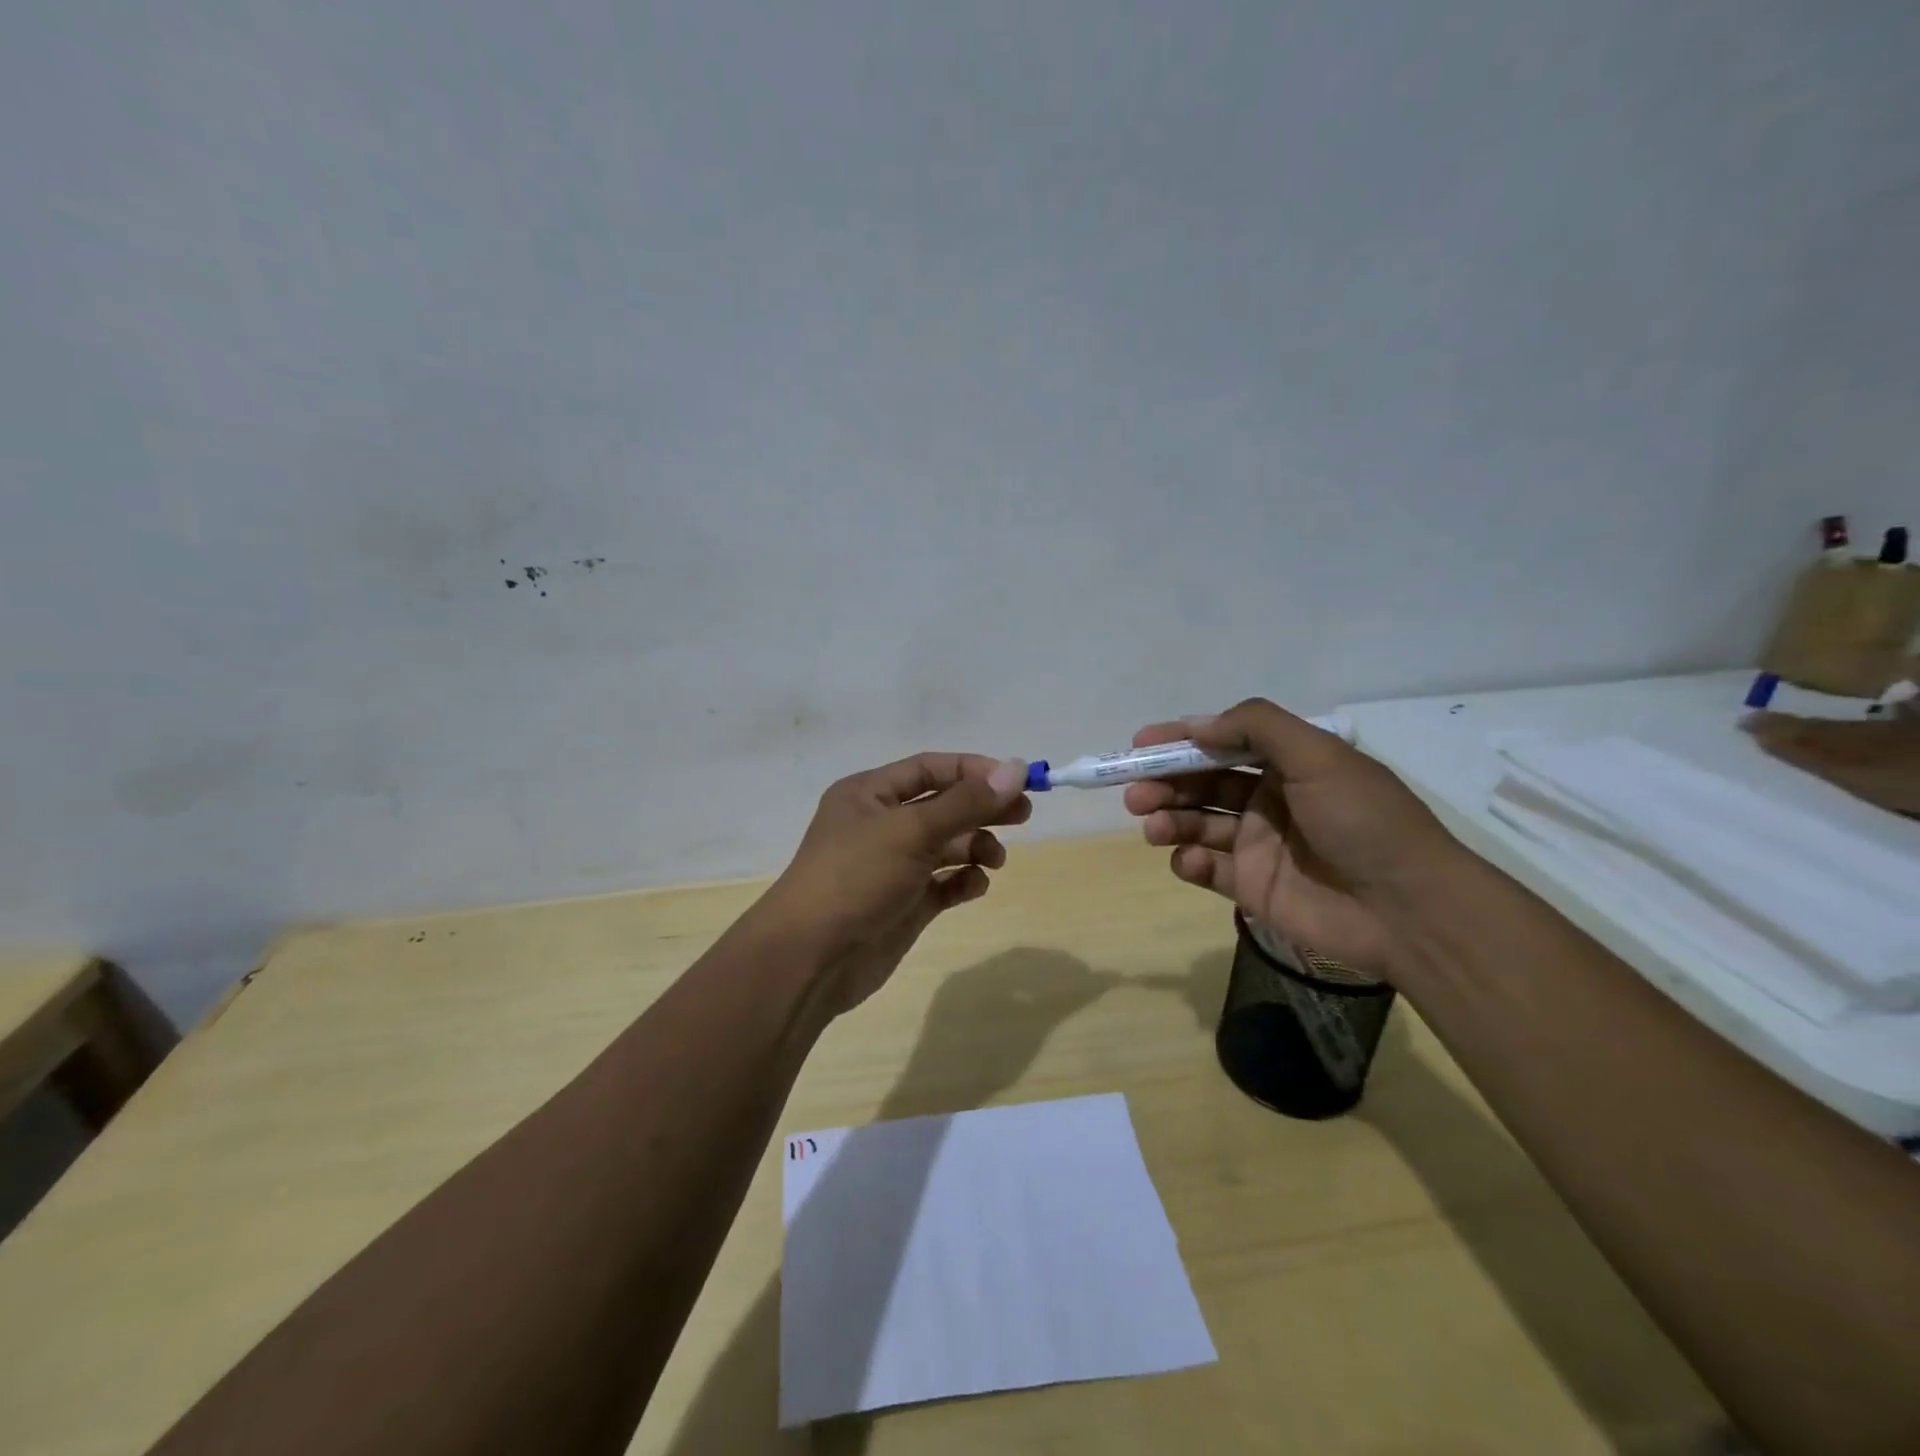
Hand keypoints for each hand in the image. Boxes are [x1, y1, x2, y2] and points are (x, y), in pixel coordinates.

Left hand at [756, 753, 1030, 1013]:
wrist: (811, 959)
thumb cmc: (856, 878)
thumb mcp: (911, 831)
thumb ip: (966, 802)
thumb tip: (1016, 770)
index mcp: (869, 794)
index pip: (930, 768)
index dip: (974, 771)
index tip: (1017, 781)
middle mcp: (880, 825)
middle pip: (943, 805)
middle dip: (982, 808)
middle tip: (1024, 816)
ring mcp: (892, 866)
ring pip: (946, 845)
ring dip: (975, 846)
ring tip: (994, 860)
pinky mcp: (903, 903)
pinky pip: (943, 883)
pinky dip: (963, 881)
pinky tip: (975, 886)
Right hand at [1122, 699, 1459, 977]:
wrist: (1408, 908)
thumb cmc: (1362, 820)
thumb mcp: (1318, 756)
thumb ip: (1256, 727)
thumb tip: (1196, 724)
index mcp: (1288, 764)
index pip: (1222, 743)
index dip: (1180, 741)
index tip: (1139, 744)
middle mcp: (1269, 800)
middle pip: (1202, 784)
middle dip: (1165, 783)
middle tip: (1135, 793)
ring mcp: (1259, 845)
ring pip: (1197, 824)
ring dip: (1168, 820)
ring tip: (1151, 825)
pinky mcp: (1252, 887)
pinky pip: (1208, 868)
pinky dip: (1190, 862)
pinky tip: (1189, 861)